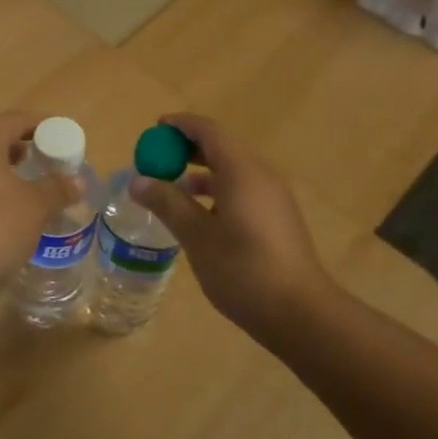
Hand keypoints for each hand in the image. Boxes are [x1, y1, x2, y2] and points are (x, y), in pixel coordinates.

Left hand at [0, 111, 80, 293]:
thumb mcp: (35, 207)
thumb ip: (57, 189)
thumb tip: (76, 181)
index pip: (14, 119)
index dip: (40, 124)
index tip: (60, 134)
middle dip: (20, 146)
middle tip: (44, 160)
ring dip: (3, 169)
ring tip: (25, 185)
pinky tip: (1, 209)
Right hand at [127, 113, 334, 342]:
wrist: (299, 312)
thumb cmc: (243, 269)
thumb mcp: (196, 236)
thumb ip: (167, 204)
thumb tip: (138, 181)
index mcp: (242, 172)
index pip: (209, 131)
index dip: (181, 126)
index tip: (155, 129)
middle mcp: (261, 176)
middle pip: (222, 148)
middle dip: (188, 149)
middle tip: (158, 160)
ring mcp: (273, 198)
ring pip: (233, 171)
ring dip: (201, 173)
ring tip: (172, 189)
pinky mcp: (277, 219)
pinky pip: (243, 190)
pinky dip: (217, 191)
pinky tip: (200, 217)